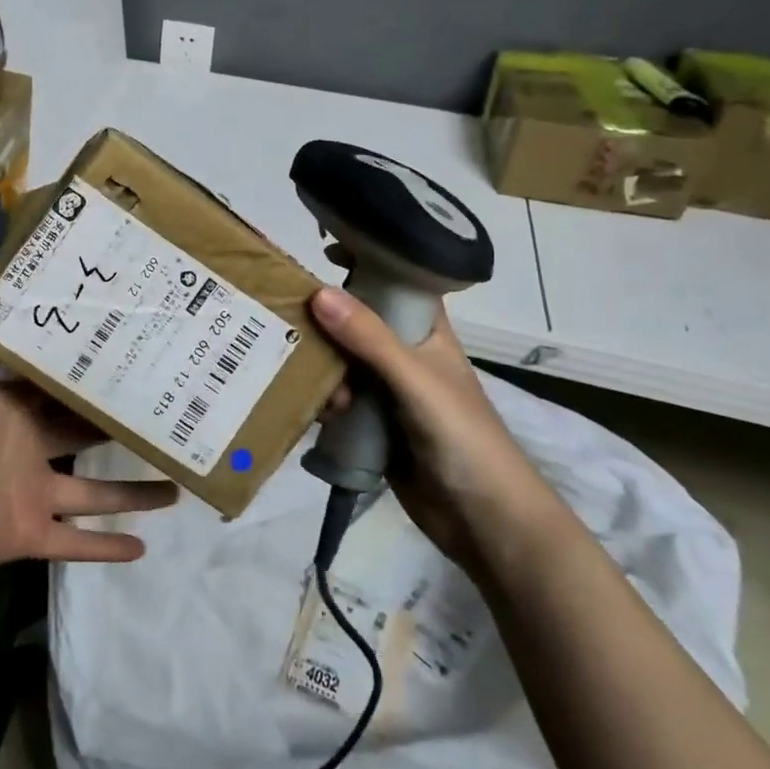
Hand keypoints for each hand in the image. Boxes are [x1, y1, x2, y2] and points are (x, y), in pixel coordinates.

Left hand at [0, 271, 177, 589]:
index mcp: (14, 410)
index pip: (61, 388)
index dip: (94, 376)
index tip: (135, 356)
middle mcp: (30, 449)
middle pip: (86, 436)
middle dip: (122, 427)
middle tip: (169, 413)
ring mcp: (32, 494)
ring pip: (95, 494)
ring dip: (133, 495)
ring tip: (176, 488)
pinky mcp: (28, 535)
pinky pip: (75, 543)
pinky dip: (106, 548)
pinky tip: (144, 550)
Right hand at [309, 279, 554, 570]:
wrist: (484, 520)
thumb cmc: (462, 437)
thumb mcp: (415, 380)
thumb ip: (370, 338)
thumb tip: (317, 292)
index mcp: (426, 334)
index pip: (396, 282)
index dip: (366, 260)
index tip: (323, 248)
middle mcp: (404, 356)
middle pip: (356, 322)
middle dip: (324, 319)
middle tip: (285, 315)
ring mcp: (388, 392)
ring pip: (341, 363)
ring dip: (320, 367)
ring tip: (300, 377)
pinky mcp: (373, 425)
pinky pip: (338, 401)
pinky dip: (321, 401)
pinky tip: (310, 411)